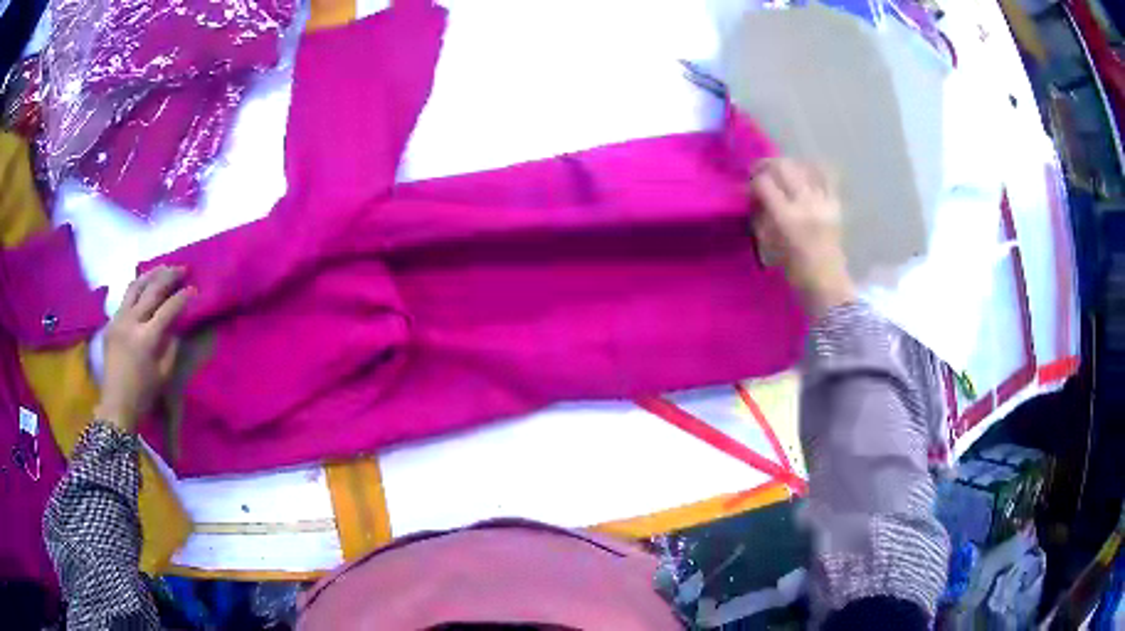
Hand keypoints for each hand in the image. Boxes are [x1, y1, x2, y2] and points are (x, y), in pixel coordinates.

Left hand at [95, 266, 193, 432]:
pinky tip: (144, 286)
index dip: (183, 297)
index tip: (194, 289)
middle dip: (169, 276)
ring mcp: (118, 320)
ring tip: (163, 268)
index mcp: (146, 338)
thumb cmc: (143, 395)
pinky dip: (137, 288)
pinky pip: (125, 298)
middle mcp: (131, 322)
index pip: (169, 308)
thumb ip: (171, 346)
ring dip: (151, 274)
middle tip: (182, 269)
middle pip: (152, 290)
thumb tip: (176, 326)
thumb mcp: (164, 374)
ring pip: (135, 286)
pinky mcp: (111, 322)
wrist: (116, 405)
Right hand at [749, 158, 855, 316]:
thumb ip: (760, 216)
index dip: (752, 182)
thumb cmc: (793, 270)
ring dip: (789, 166)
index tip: (748, 189)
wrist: (827, 282)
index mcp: (786, 218)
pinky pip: (826, 176)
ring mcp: (823, 202)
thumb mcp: (768, 244)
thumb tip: (753, 196)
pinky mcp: (835, 204)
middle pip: (783, 167)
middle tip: (760, 173)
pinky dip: (814, 170)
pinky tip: (805, 173)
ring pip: (804, 167)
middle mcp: (805, 205)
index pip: (764, 184)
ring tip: (783, 173)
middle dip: (767, 166)